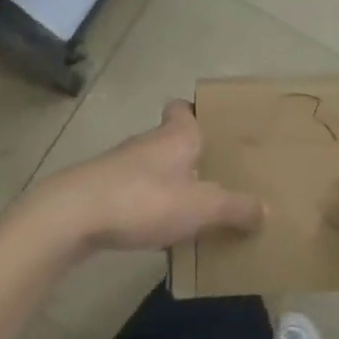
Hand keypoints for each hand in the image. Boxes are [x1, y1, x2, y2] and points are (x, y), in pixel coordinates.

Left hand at [30, 101, 262, 255]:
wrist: (72, 217)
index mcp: (175, 136)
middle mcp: (147, 143)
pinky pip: (134, 194)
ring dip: (170, 183)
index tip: (213, 127)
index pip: (183, 108)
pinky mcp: (100, 192)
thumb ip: (236, 208)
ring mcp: (120, 167)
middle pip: (172, 140)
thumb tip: (266, 211)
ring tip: (195, 208)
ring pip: (153, 168)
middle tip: (217, 175)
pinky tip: (160, 230)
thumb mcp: (202, 207)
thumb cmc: (144, 199)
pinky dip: (148, 206)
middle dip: (192, 156)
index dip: (196, 112)